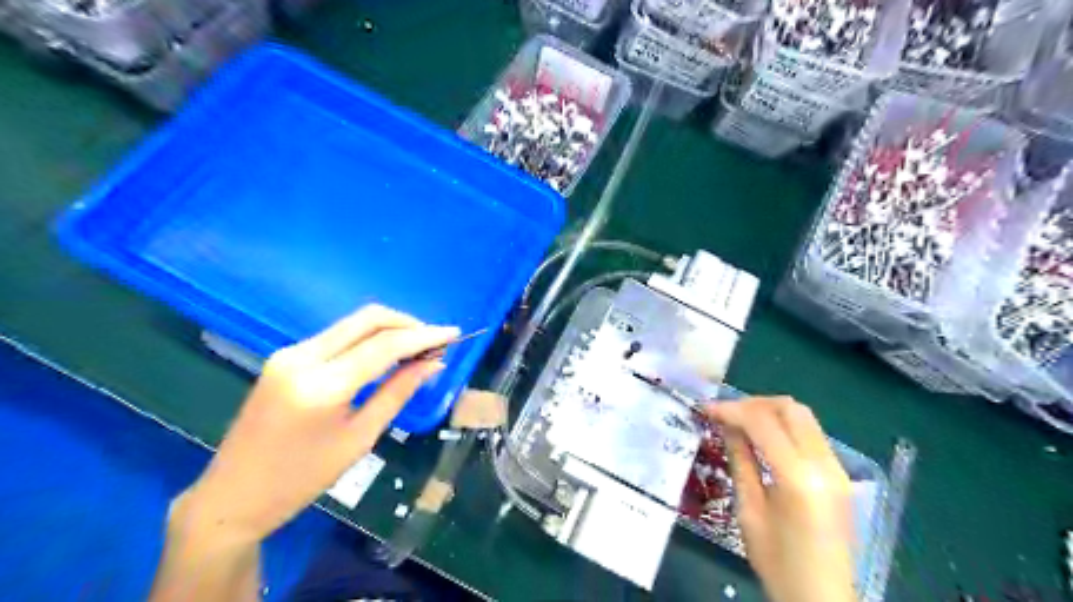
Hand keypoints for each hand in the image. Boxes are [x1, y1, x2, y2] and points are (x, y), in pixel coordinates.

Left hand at [179, 305, 456, 544]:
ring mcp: (289, 353)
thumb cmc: (303, 478)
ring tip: (417, 347)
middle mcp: (302, 357)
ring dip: (389, 329)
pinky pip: (337, 336)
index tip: (454, 333)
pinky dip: (367, 339)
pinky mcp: (285, 357)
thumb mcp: (360, 438)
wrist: (233, 495)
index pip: (384, 345)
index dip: (424, 336)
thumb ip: (397, 393)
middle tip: (436, 340)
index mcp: (322, 386)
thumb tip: (432, 364)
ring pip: (352, 324)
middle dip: (408, 323)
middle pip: (367, 320)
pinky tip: (385, 354)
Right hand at [706, 394, 856, 600]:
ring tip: (740, 422)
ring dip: (770, 412)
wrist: (823, 600)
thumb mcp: (749, 511)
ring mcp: (838, 468)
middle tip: (725, 414)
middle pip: (790, 408)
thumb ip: (740, 461)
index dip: (731, 409)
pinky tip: (763, 439)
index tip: (706, 409)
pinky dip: (784, 426)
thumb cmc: (778, 562)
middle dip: (753, 404)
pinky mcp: (840, 475)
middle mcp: (825, 465)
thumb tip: (726, 426)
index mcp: (799, 477)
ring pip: (804, 417)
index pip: (763, 422)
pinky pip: (811, 434)